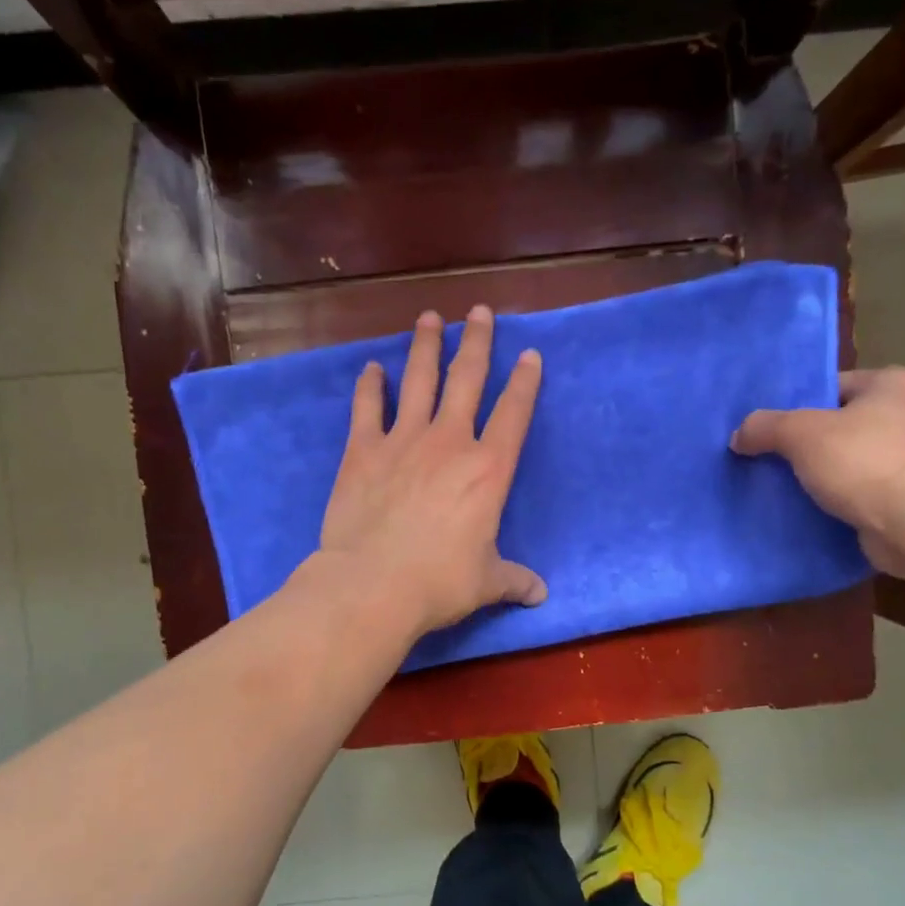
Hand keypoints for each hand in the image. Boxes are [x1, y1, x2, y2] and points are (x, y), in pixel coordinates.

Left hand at [318, 306, 545, 637]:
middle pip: (467, 379)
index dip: (525, 382)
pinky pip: (368, 409)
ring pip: (419, 380)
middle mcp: (450, 442)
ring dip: (426, 347)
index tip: (530, 354)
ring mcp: (403, 441)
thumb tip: (541, 594)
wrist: (373, 584)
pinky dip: (370, 387)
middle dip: (477, 341)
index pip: (514, 414)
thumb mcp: (487, 582)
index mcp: (488, 470)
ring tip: (429, 317)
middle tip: (480, 311)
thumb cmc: (440, 582)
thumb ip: (515, 580)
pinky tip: (372, 368)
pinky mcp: (363, 451)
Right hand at [730, 367, 904, 573]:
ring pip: (855, 460)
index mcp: (894, 384)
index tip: (774, 429)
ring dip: (828, 474)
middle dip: (812, 442)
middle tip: (774, 458)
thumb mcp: (799, 433)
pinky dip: (845, 500)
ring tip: (789, 487)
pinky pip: (867, 491)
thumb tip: (738, 436)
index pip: (835, 386)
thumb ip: (764, 427)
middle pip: (845, 424)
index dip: (800, 405)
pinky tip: (816, 510)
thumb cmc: (862, 460)